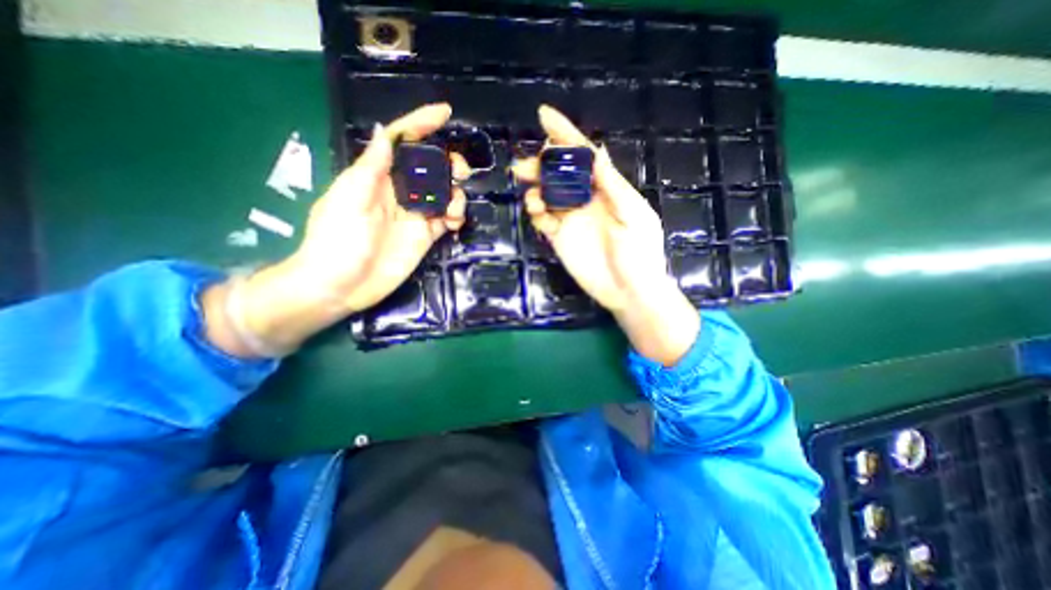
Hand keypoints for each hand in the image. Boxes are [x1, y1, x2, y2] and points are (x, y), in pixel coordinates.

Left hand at [202, 104, 464, 357]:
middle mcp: (399, 192)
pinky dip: (456, 217)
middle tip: (460, 173)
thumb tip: (385, 132)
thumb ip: (371, 168)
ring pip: (444, 193)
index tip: (445, 112)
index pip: (401, 142)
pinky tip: (453, 223)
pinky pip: (447, 219)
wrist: (341, 287)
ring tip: (453, 209)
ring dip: (455, 194)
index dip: (422, 124)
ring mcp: (414, 215)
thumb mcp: (349, 200)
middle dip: (449, 163)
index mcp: (377, 177)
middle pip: (430, 167)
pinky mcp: (425, 236)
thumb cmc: (337, 242)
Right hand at [515, 104, 701, 364]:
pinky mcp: (560, 238)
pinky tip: (540, 217)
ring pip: (546, 194)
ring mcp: (571, 219)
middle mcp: (586, 199)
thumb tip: (596, 152)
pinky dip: (537, 214)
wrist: (629, 292)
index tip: (543, 115)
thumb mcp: (633, 216)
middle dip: (540, 165)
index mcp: (606, 189)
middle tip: (524, 169)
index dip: (564, 134)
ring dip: (535, 190)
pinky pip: (542, 219)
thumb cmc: (640, 254)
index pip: (583, 156)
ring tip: (535, 199)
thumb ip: (613, 186)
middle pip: (558, 173)